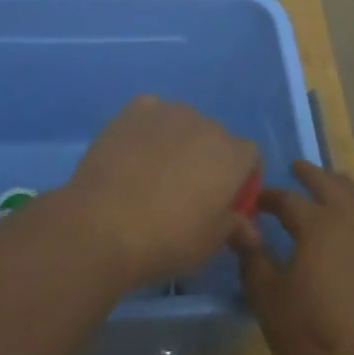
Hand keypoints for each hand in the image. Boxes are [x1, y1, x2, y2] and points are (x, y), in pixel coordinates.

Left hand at [61, 97, 257, 289]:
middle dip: (208, 159)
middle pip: (216, 138)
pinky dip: (149, 129)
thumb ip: (234, 228)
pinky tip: (134, 153)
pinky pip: (152, 114)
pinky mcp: (135, 109)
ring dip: (179, 142)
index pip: (250, 157)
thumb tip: (251, 230)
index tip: (224, 202)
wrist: (102, 224)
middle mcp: (206, 125)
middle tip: (186, 191)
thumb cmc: (166, 240)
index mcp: (233, 156)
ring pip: (184, 124)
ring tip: (153, 172)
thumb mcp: (209, 244)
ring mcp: (169, 112)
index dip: (241, 179)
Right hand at [234, 161, 353, 354]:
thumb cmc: (314, 335)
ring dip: (343, 188)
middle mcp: (352, 219)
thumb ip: (253, 260)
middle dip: (311, 174)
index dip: (269, 197)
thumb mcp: (269, 301)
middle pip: (330, 184)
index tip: (256, 199)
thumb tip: (240, 229)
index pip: (287, 199)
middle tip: (297, 168)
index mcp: (317, 224)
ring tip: (333, 186)